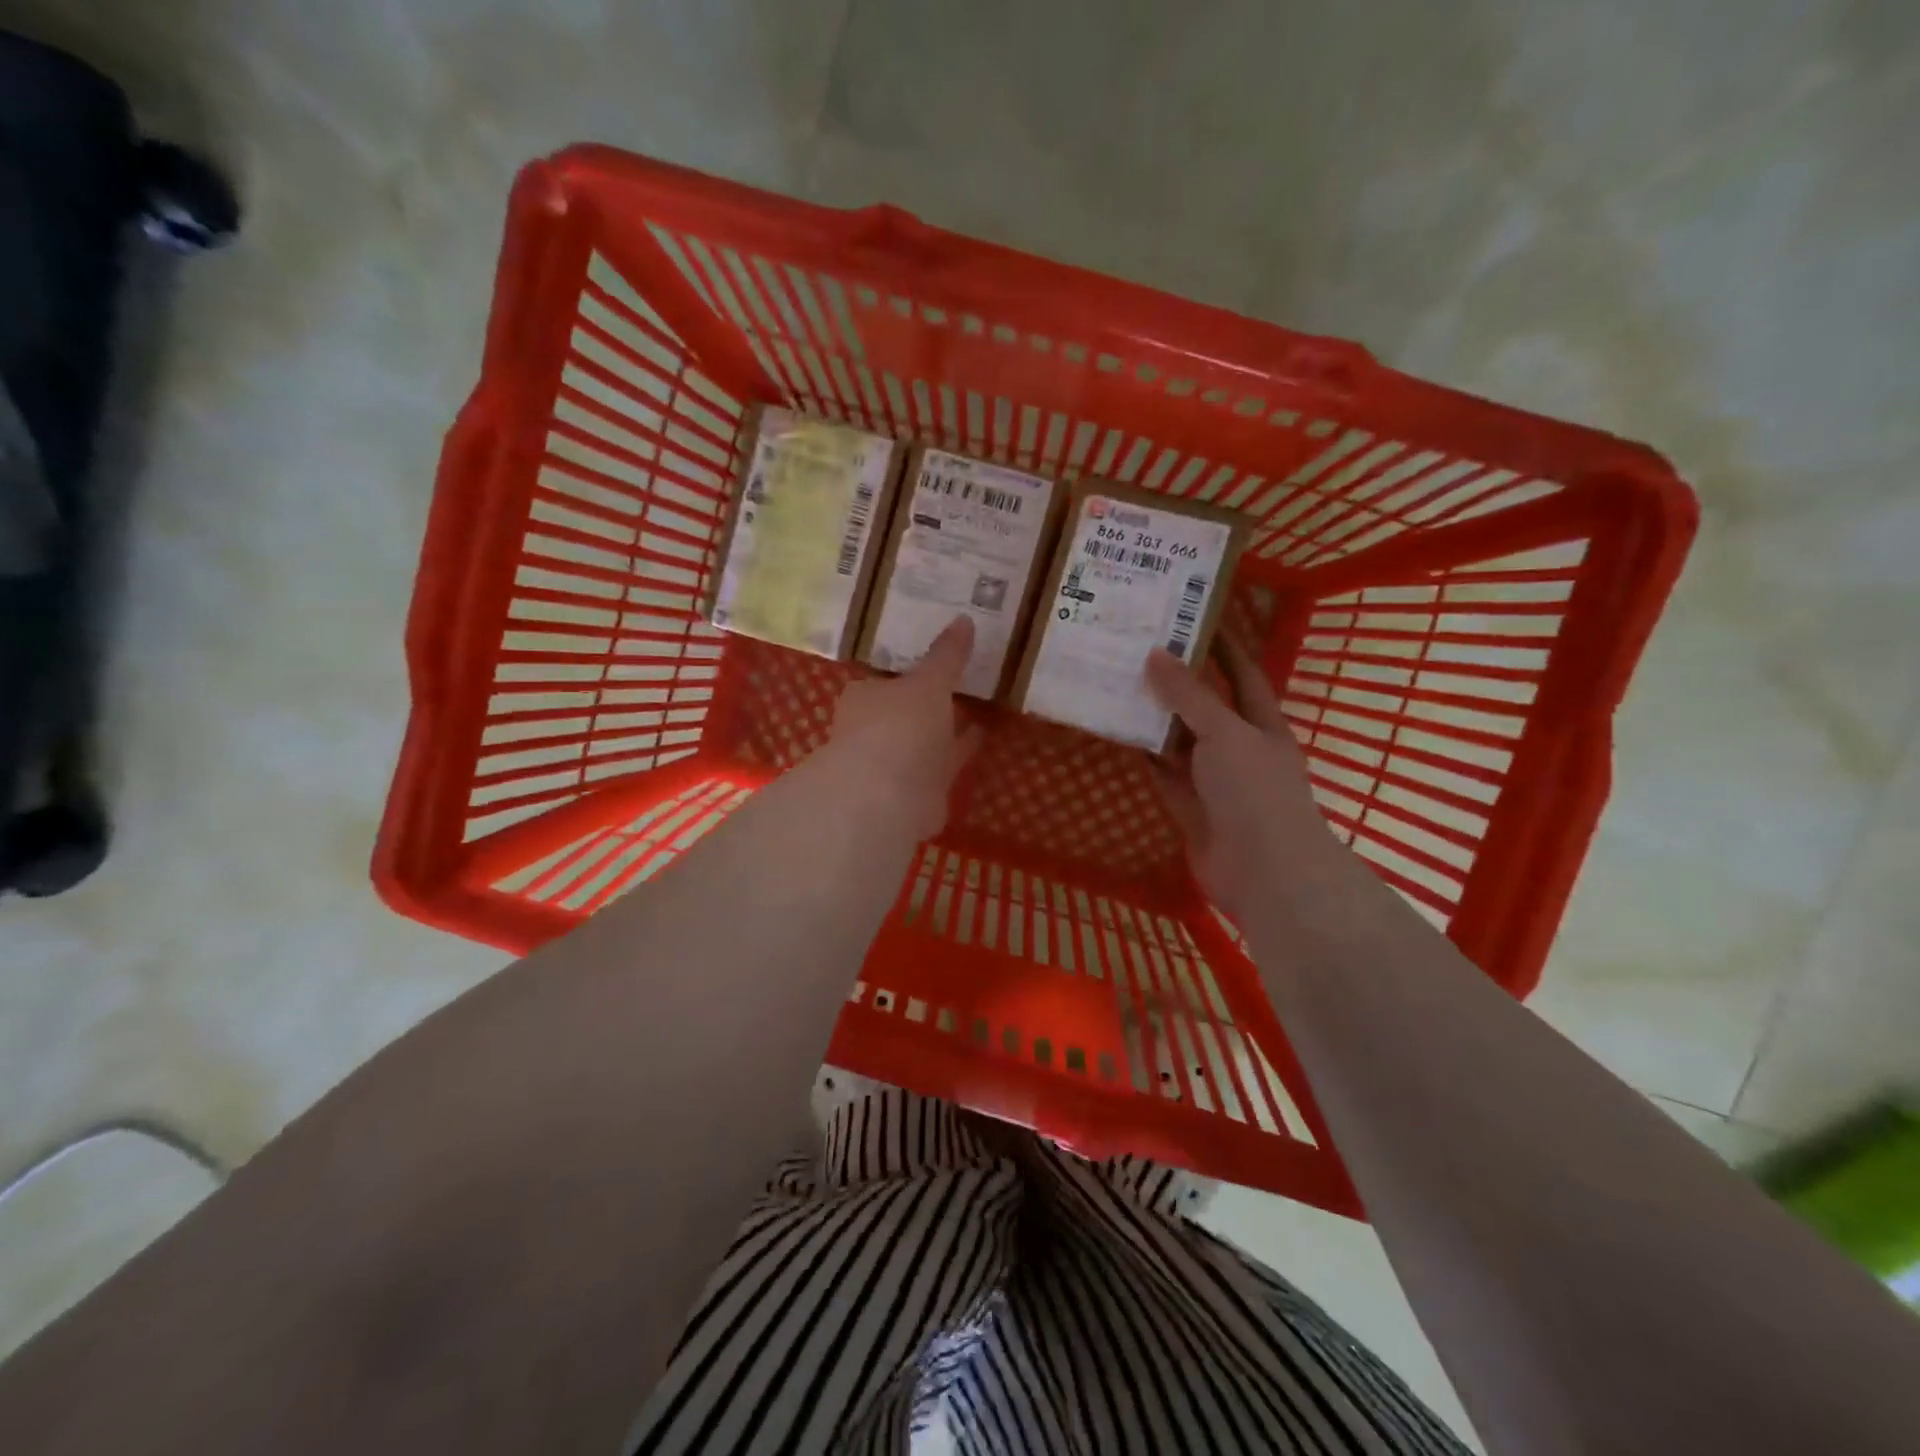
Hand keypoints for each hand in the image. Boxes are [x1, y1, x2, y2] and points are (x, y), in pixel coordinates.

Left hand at [816, 616, 982, 839]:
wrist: (888, 798)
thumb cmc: (900, 727)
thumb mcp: (928, 682)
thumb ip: (947, 655)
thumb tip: (964, 618)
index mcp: (866, 697)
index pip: (887, 679)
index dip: (912, 673)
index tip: (938, 662)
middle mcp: (873, 731)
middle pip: (906, 713)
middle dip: (930, 704)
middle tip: (965, 684)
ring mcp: (893, 765)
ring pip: (925, 742)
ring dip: (947, 731)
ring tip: (981, 711)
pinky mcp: (915, 793)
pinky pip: (942, 767)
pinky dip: (957, 756)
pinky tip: (981, 741)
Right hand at [1144, 637, 1334, 919]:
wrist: (1263, 873)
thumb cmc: (1254, 791)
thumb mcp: (1225, 733)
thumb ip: (1189, 697)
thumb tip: (1155, 654)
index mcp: (1262, 725)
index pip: (1242, 675)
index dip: (1223, 648)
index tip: (1193, 619)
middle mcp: (1239, 749)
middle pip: (1206, 707)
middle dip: (1179, 682)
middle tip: (1140, 651)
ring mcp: (1214, 782)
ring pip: (1180, 742)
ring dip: (1155, 719)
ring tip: (1120, 685)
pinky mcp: (1191, 809)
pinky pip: (1164, 775)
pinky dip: (1146, 756)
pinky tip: (1120, 734)